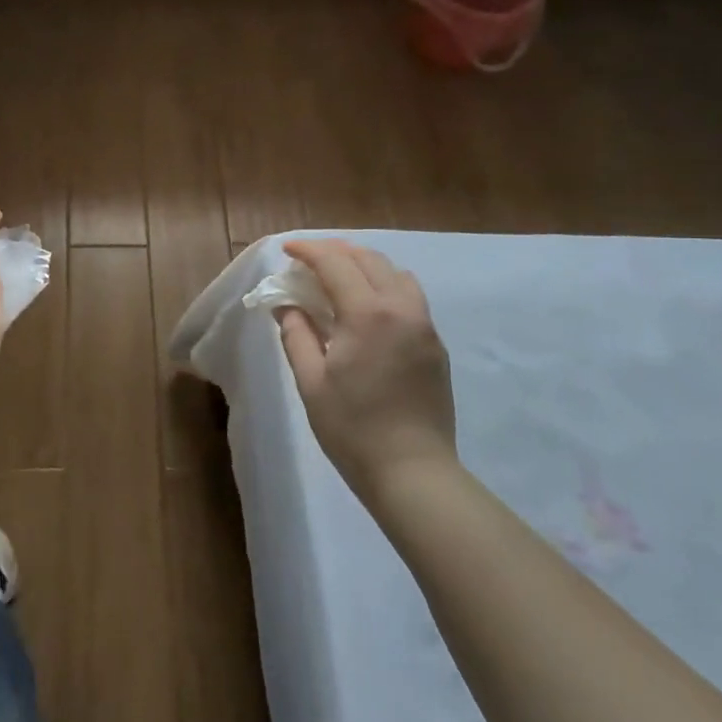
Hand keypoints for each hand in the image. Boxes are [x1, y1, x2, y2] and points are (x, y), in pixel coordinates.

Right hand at [277, 238, 457, 508]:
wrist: (412, 472)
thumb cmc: (352, 427)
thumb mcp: (310, 380)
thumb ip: (296, 333)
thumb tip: (286, 305)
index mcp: (367, 314)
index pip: (335, 263)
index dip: (308, 251)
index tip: (286, 250)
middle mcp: (401, 309)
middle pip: (369, 259)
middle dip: (336, 251)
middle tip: (308, 259)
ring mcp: (424, 326)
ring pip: (396, 273)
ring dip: (364, 264)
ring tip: (338, 275)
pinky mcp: (435, 345)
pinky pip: (410, 296)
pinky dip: (384, 284)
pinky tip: (366, 304)